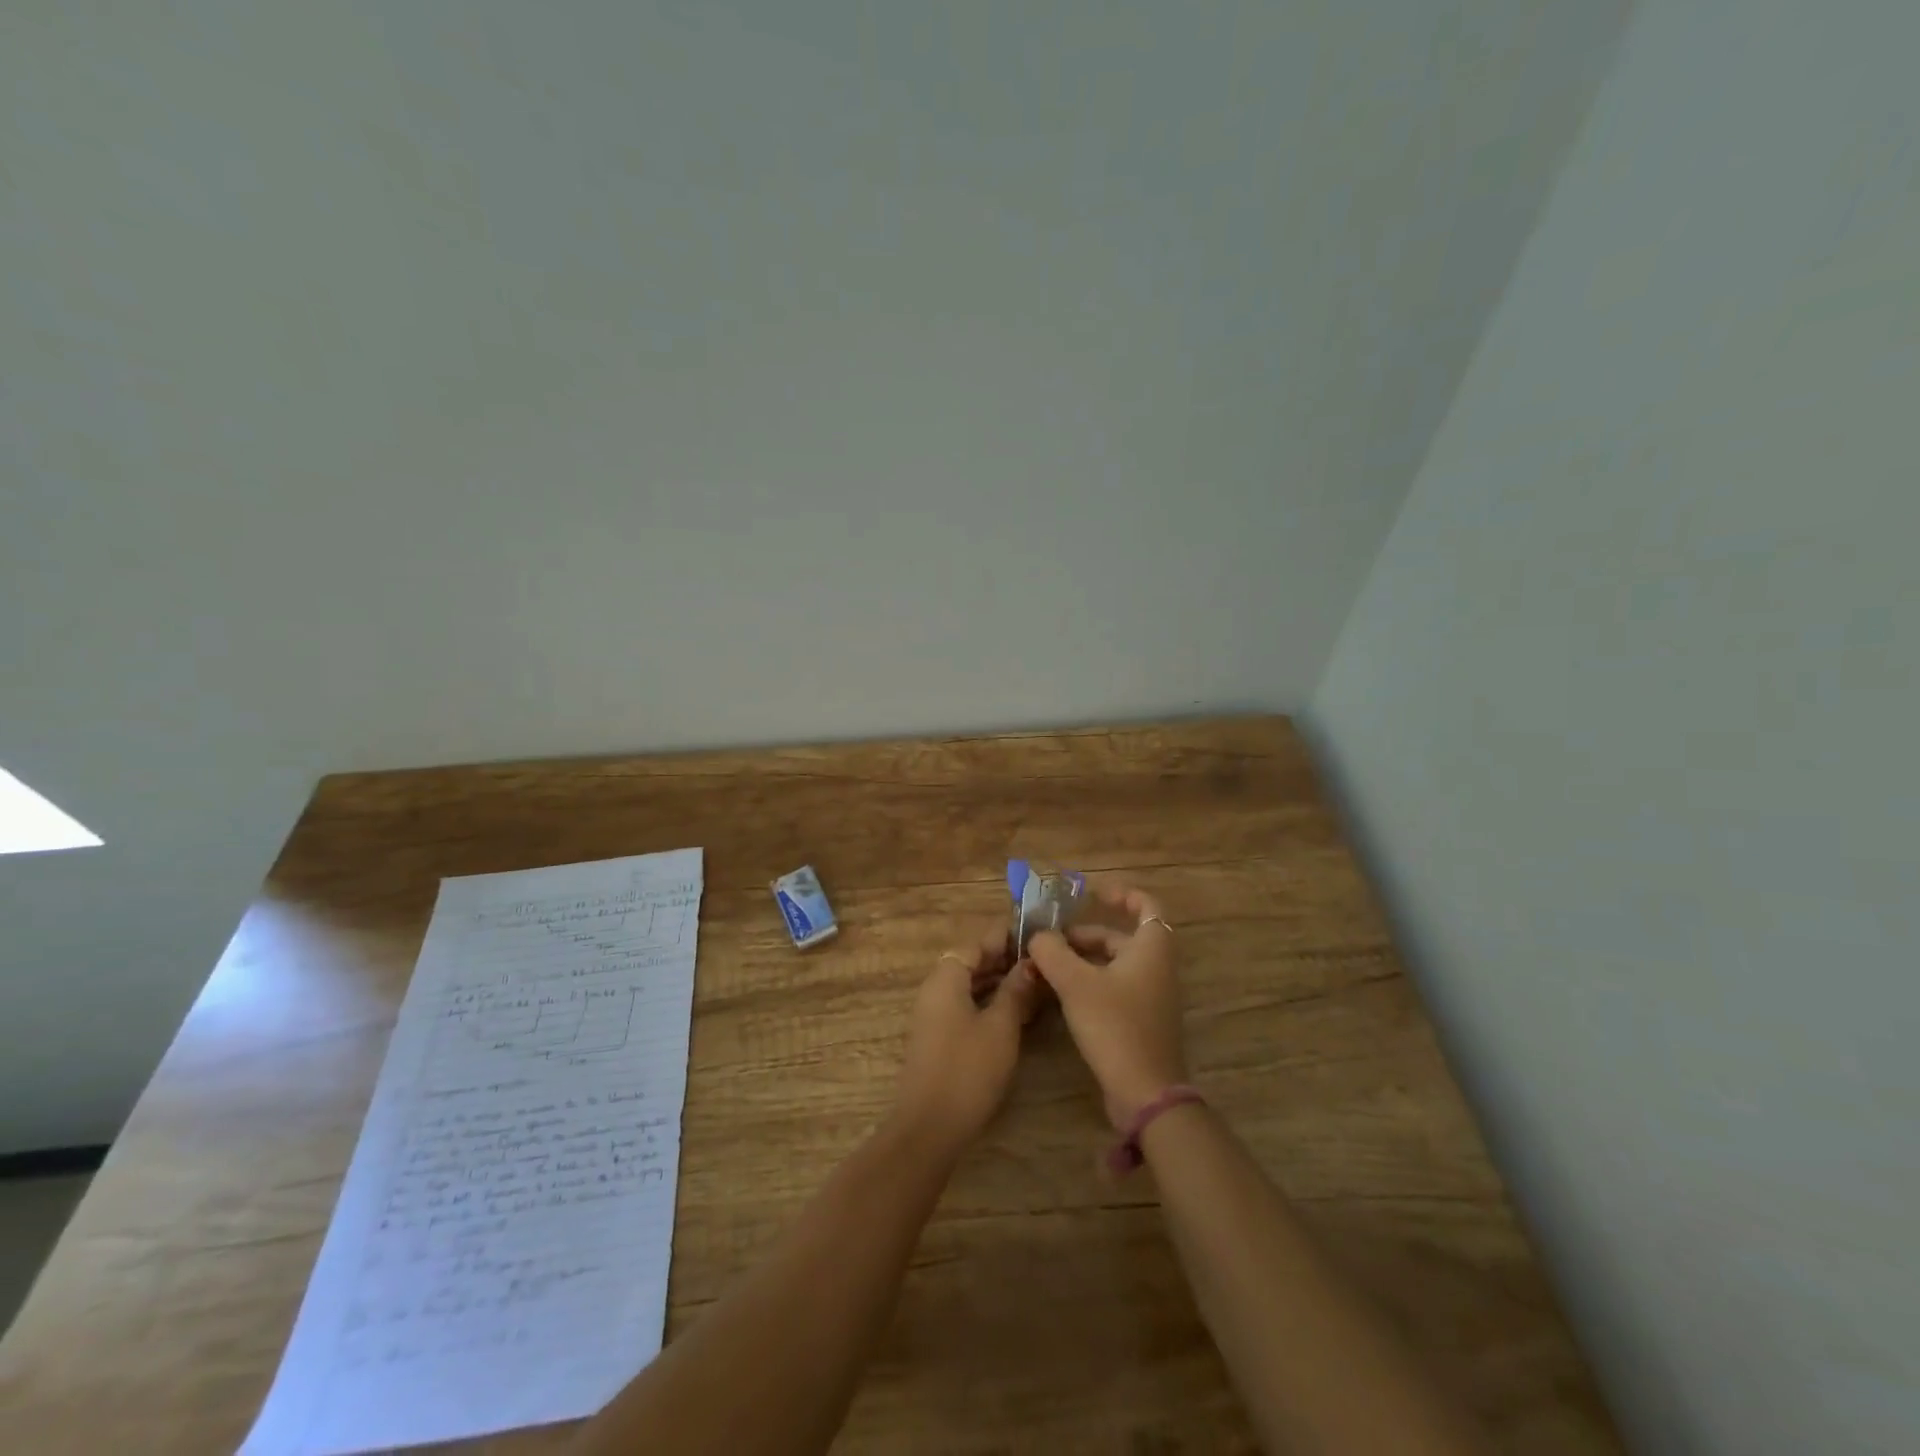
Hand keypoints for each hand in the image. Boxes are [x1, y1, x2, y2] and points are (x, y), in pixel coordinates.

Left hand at [893, 924, 1045, 1153]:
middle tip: (1040, 962)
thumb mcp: (1001, 1026)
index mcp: (945, 978)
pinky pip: (965, 1007)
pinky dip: (988, 1003)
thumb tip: (1029, 964)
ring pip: (969, 986)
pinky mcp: (938, 1038)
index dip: (1004, 938)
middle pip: (970, 963)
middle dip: (1004, 961)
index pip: (976, 943)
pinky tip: (1015, 1013)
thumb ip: (1015, 991)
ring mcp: (933, 1015)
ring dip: (998, 983)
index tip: (1034, 936)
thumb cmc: (968, 1069)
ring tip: (1035, 985)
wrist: (929, 1126)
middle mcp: (935, 990)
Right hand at [1026, 883, 1186, 1127]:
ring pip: (1114, 963)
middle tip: (1049, 940)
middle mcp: (1155, 967)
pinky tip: (1060, 993)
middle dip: (1084, 934)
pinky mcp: (1140, 1020)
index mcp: (1150, 949)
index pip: (1146, 905)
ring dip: (1082, 959)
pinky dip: (1089, 981)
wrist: (1145, 1092)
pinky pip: (1114, 987)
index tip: (1092, 893)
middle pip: (1120, 936)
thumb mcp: (1076, 984)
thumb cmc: (1115, 1026)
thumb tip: (1038, 936)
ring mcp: (1150, 996)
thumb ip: (1053, 952)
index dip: (1121, 894)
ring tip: (1046, 965)